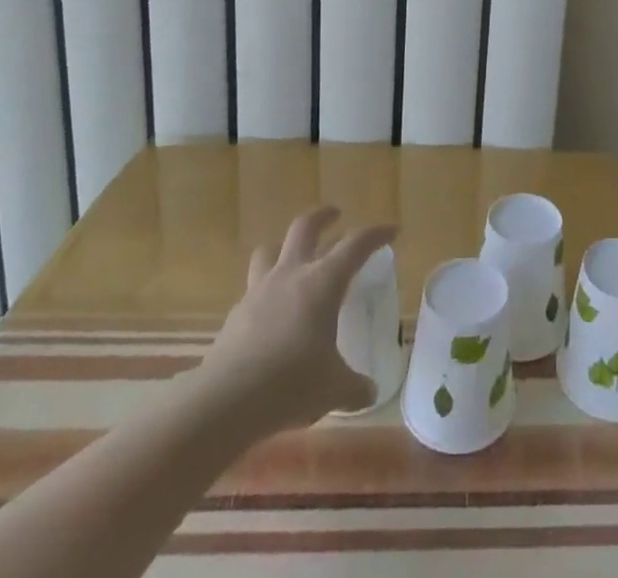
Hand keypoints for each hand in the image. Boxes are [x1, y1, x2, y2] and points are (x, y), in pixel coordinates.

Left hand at [188, 206, 394, 436]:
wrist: (226, 402)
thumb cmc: (291, 383)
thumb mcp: (334, 389)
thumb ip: (355, 387)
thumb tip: (369, 392)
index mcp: (323, 282)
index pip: (356, 244)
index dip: (375, 234)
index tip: (391, 231)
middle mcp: (291, 275)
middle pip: (305, 227)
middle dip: (323, 216)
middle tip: (335, 215)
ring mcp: (259, 291)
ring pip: (269, 250)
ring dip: (283, 247)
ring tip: (292, 257)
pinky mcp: (236, 314)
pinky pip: (253, 290)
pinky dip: (265, 292)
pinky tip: (269, 314)